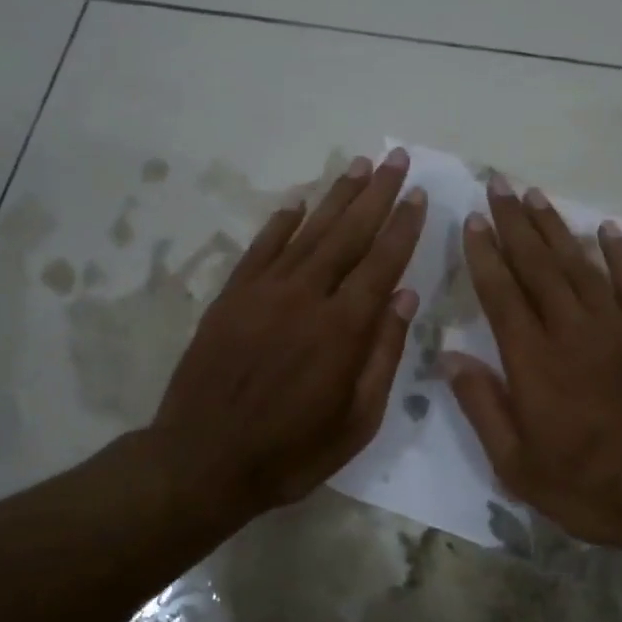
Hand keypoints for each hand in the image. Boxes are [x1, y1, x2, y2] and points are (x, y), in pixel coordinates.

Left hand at [144, 147, 425, 534]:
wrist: (202, 461)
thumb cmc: (291, 452)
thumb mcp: (356, 421)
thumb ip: (383, 354)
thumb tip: (406, 296)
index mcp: (342, 329)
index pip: (381, 263)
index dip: (403, 227)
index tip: (419, 196)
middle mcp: (305, 297)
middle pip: (348, 234)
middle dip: (376, 194)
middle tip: (397, 159)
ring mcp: (263, 292)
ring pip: (307, 232)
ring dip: (336, 196)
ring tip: (359, 166)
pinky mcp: (231, 297)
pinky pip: (260, 248)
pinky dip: (280, 223)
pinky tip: (298, 204)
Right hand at [443, 178, 621, 557]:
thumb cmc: (591, 488)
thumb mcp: (519, 467)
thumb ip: (483, 407)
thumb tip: (450, 357)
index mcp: (534, 362)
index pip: (501, 294)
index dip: (483, 254)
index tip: (471, 220)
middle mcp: (572, 331)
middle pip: (537, 266)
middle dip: (513, 224)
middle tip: (497, 186)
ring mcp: (618, 327)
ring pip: (579, 264)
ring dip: (555, 228)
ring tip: (535, 196)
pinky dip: (618, 252)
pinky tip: (604, 228)